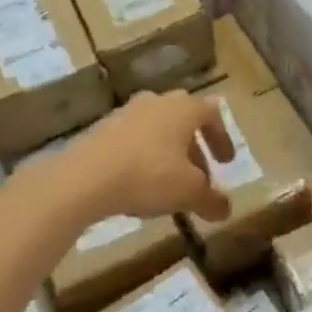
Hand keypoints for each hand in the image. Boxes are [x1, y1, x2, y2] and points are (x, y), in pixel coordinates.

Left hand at [63, 91, 234, 221]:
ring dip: (169, 152)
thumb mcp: (190, 193)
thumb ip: (211, 200)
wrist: (85, 178)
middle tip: (200, 175)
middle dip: (195, 148)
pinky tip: (139, 183)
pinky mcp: (102, 128)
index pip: (212, 114)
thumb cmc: (149, 176)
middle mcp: (157, 102)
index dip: (222, 138)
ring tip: (169, 183)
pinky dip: (143, 156)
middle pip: (184, 119)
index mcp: (184, 108)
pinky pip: (133, 139)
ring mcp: (126, 112)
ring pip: (157, 128)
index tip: (225, 163)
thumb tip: (226, 209)